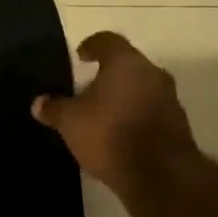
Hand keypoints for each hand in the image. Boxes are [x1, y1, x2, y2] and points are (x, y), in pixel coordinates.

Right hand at [32, 32, 195, 190]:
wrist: (160, 175)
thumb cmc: (110, 134)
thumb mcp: (71, 122)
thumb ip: (54, 109)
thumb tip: (39, 103)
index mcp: (126, 62)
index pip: (108, 41)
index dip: (92, 45)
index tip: (81, 56)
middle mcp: (152, 74)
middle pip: (128, 65)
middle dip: (109, 74)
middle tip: (88, 87)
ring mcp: (170, 99)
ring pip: (142, 88)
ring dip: (124, 97)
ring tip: (103, 114)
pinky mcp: (178, 126)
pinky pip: (151, 111)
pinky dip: (136, 116)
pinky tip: (120, 134)